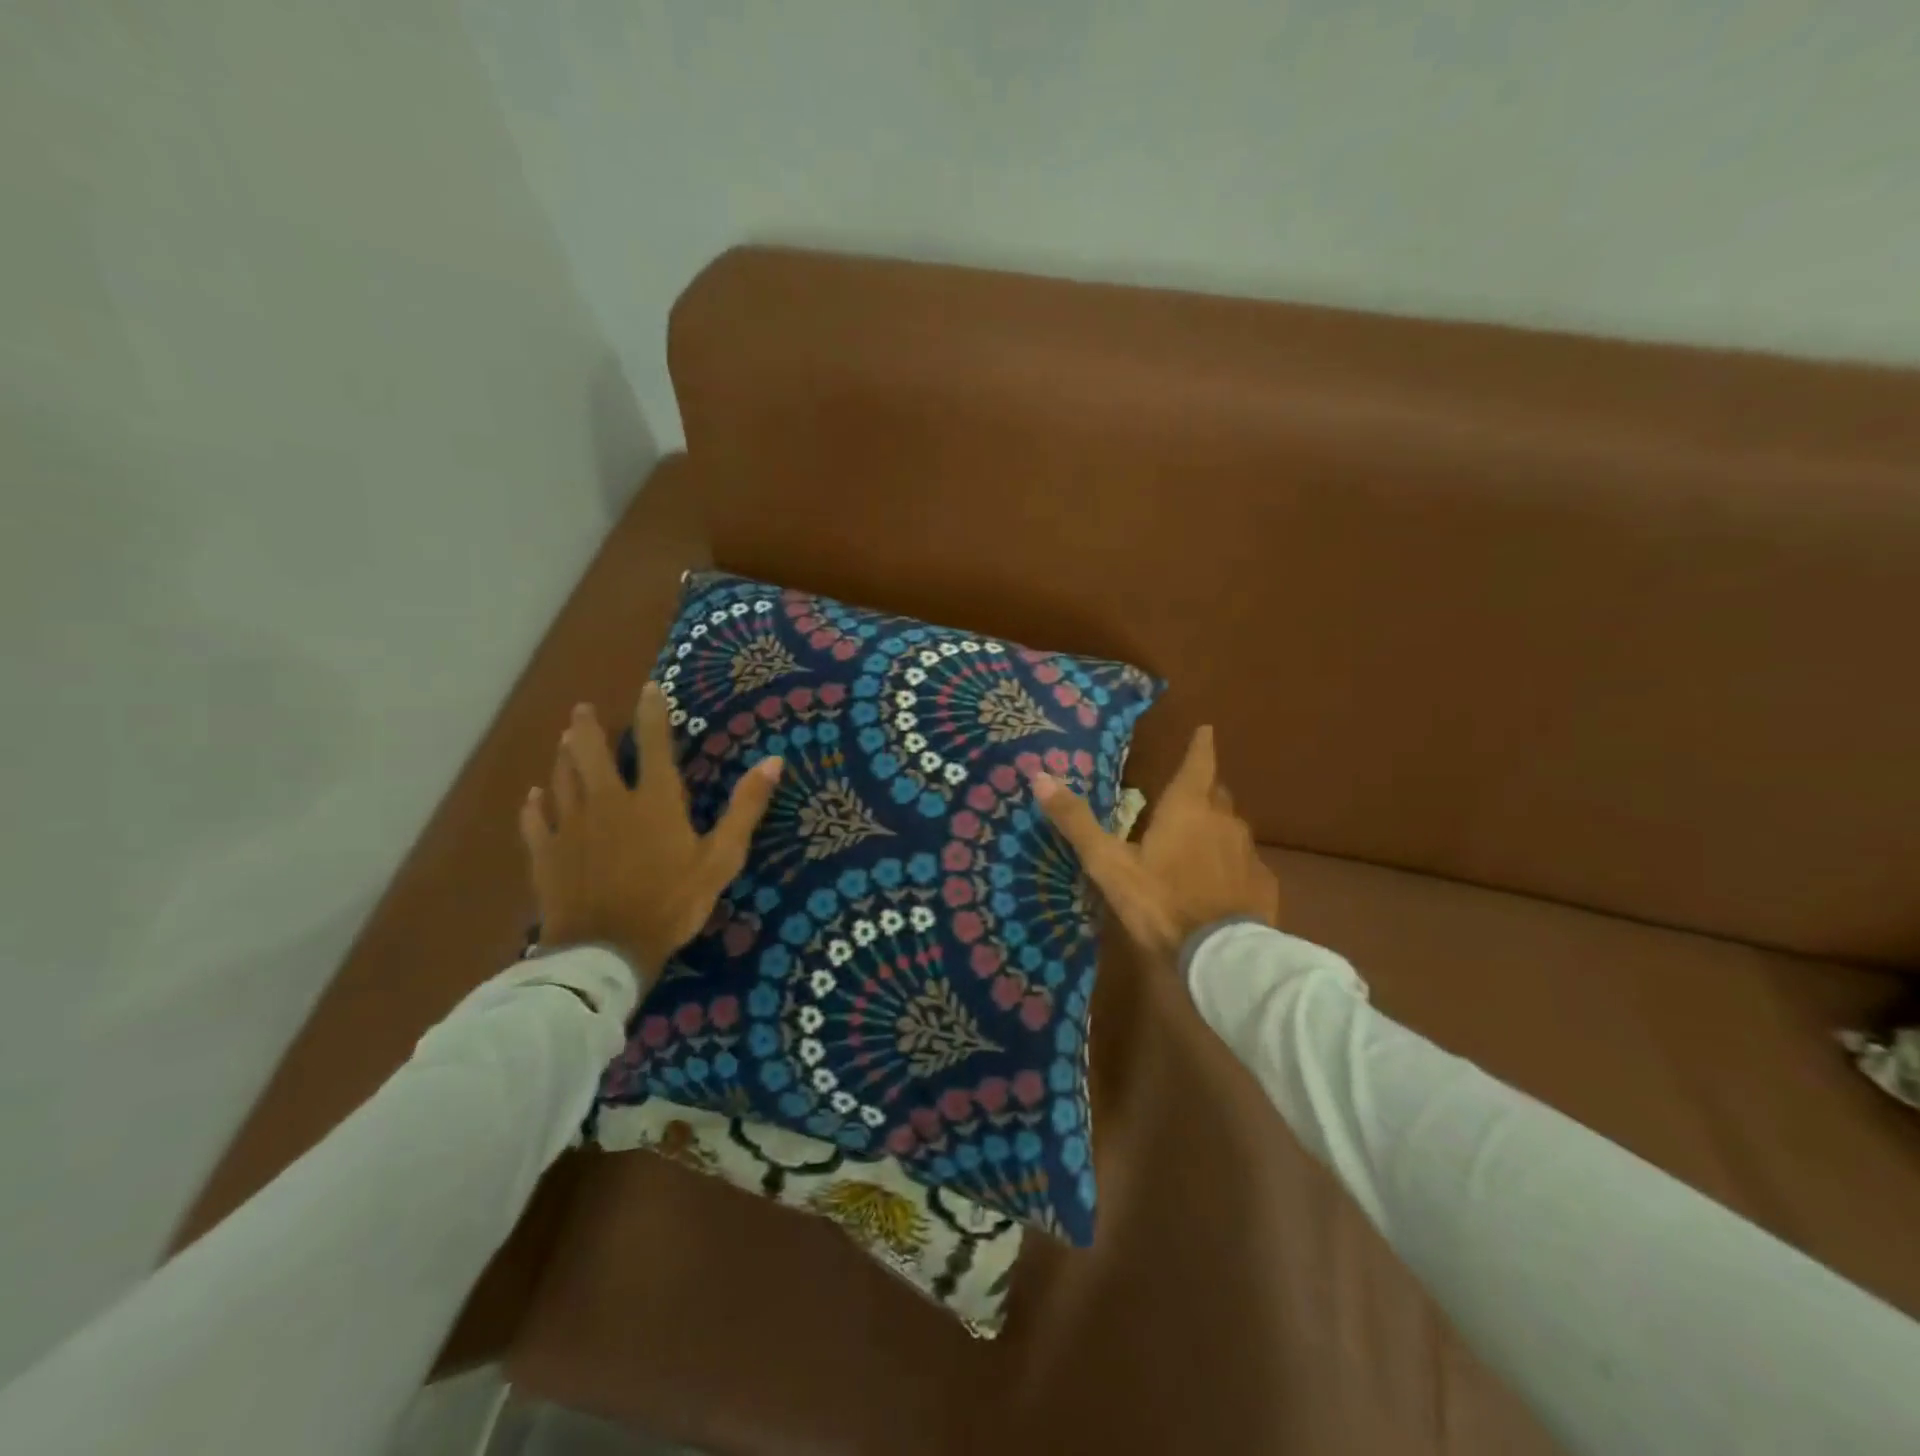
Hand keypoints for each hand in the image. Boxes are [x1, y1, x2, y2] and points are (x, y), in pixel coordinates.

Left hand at [519, 684, 783, 985]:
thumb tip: (774, 762)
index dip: (652, 713)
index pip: (653, 744)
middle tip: (584, 710)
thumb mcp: (722, 858)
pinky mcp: (547, 854)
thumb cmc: (672, 902)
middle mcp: (608, 802)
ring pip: (562, 779)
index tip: (648, 688)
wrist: (607, 951)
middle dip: (589, 728)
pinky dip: (536, 805)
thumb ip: (745, 808)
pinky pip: (537, 820)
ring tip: (565, 741)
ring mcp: (572, 827)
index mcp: (653, 800)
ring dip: (564, 757)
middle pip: (590, 753)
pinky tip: (535, 797)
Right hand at [1031, 725, 1277, 963]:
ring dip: (1215, 828)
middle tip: (1186, 796)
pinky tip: (1220, 884)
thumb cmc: (1160, 901)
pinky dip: (1231, 864)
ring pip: (1231, 828)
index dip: (1200, 746)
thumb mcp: (1109, 864)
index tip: (1206, 729)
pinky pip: (1245, 863)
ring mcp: (1248, 853)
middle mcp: (1224, 821)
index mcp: (1187, 809)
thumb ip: (1077, 821)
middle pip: (1216, 794)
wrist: (1221, 955)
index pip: (1198, 763)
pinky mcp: (1263, 883)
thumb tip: (1040, 777)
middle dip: (1202, 790)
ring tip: (1197, 843)